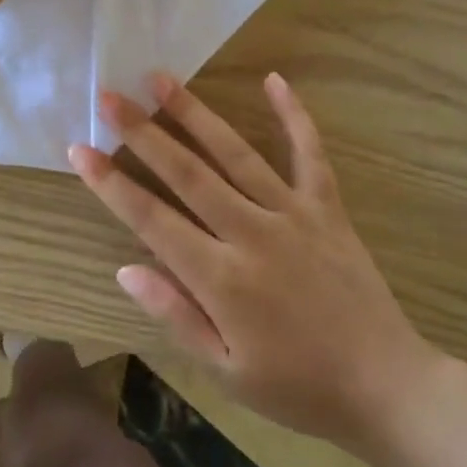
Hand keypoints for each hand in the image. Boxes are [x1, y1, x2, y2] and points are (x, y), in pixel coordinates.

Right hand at [71, 73, 438, 452]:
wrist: (386, 387)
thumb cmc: (298, 388)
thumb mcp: (227, 374)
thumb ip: (175, 316)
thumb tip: (125, 268)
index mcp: (222, 279)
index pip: (152, 219)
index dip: (111, 183)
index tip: (79, 148)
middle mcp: (252, 233)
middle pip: (187, 173)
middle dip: (142, 132)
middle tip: (109, 95)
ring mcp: (293, 214)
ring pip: (235, 153)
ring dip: (195, 113)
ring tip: (161, 78)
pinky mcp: (327, 208)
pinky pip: (309, 153)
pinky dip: (294, 115)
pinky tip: (274, 79)